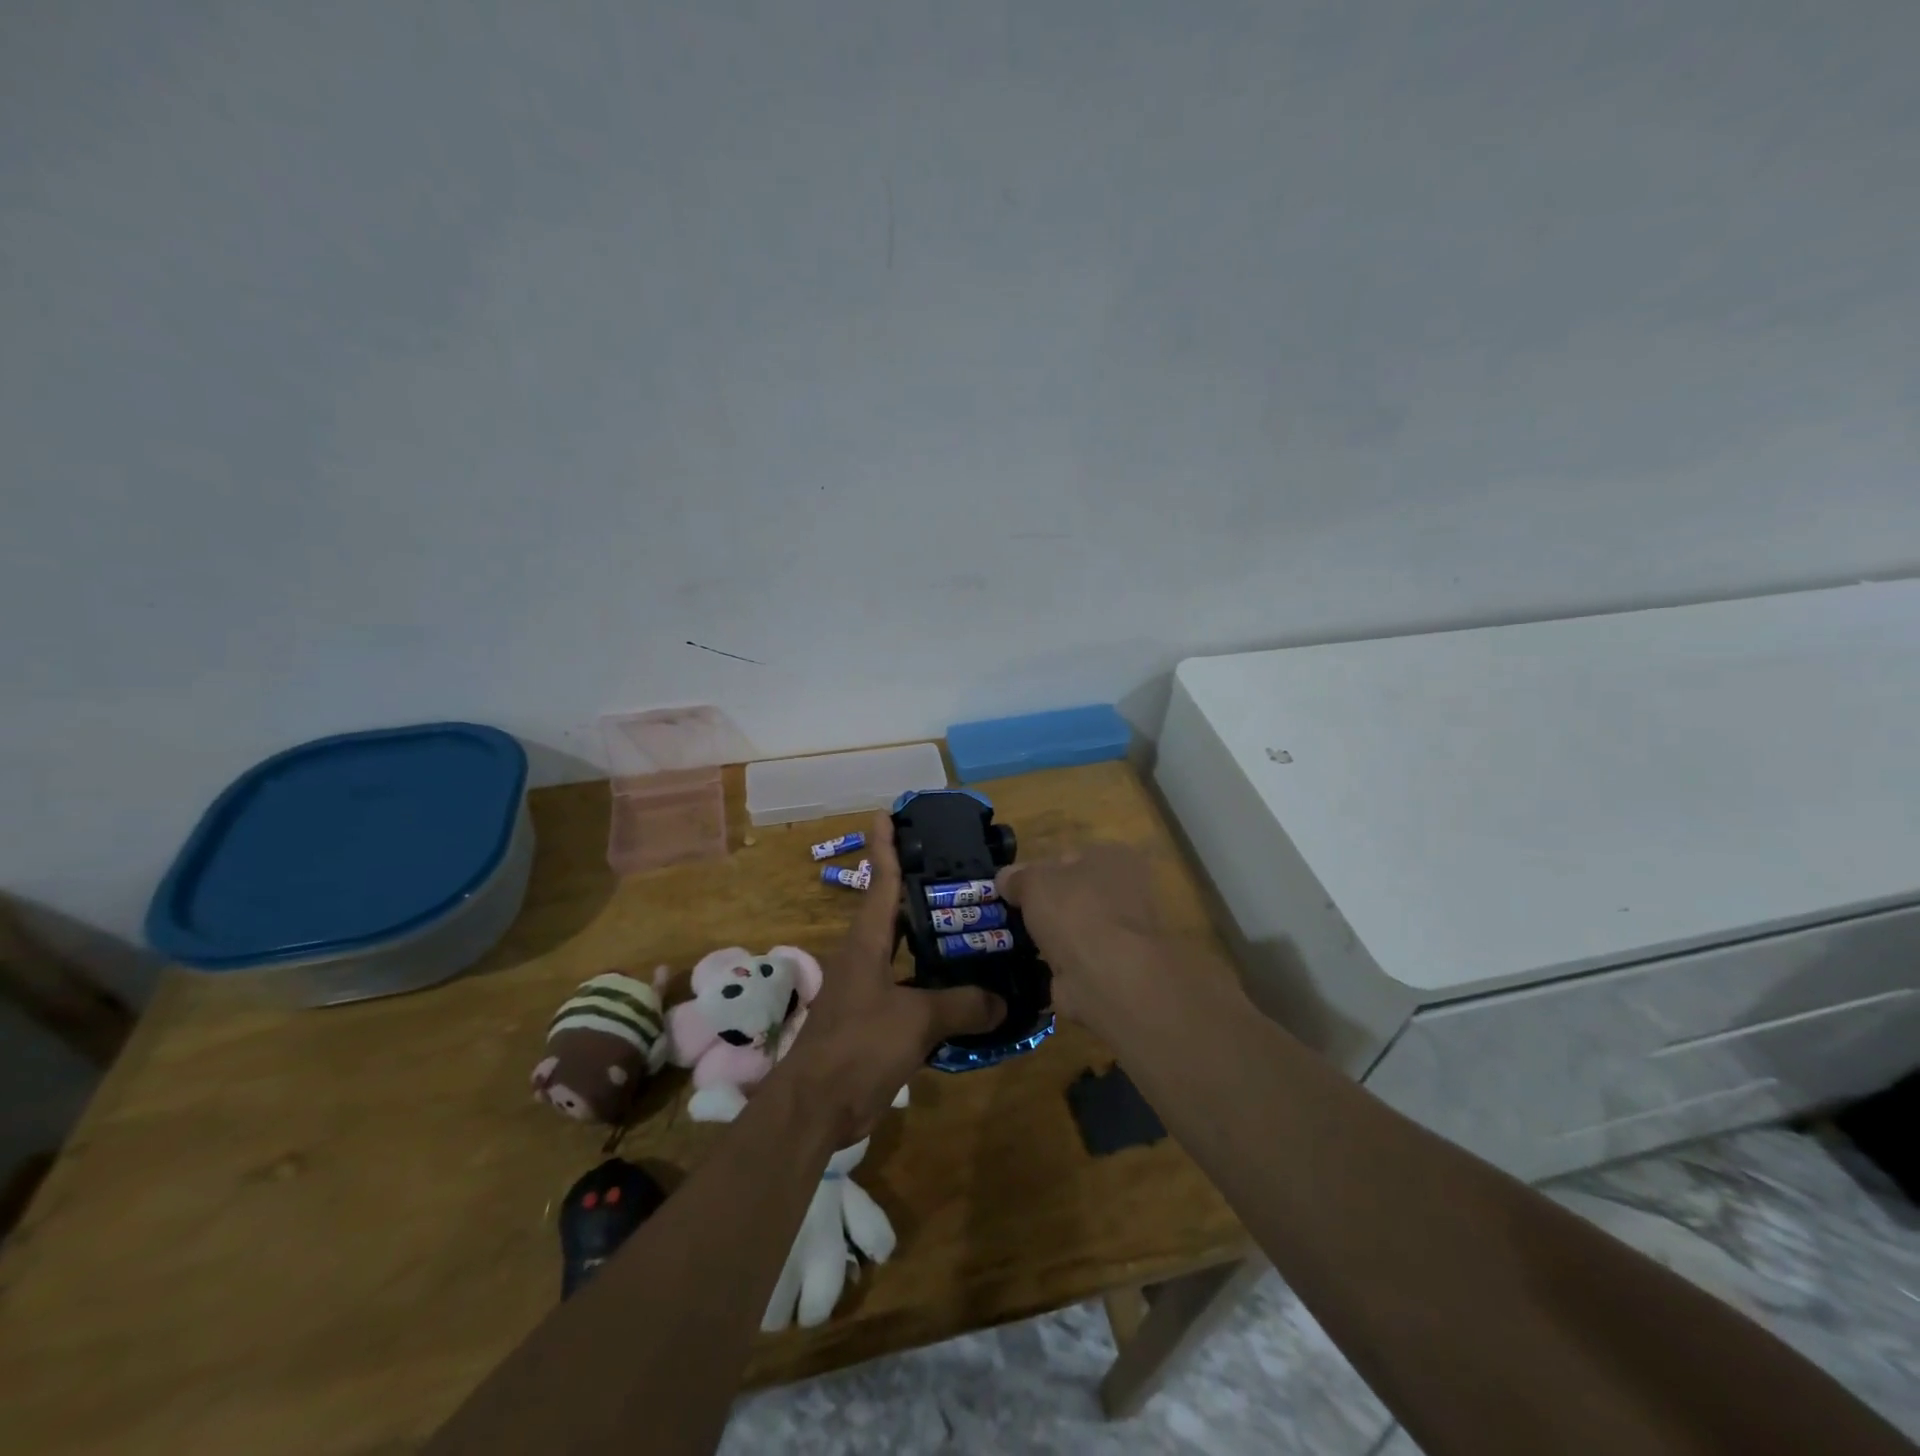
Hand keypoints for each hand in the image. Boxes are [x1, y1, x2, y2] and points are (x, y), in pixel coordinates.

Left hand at [781, 811, 1004, 1143]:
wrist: (816, 1107)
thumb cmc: (859, 1046)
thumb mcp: (916, 1020)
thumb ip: (962, 1006)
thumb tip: (1003, 1001)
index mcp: (868, 942)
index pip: (881, 882)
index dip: (885, 846)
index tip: (887, 813)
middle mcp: (866, 957)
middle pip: (896, 912)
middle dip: (922, 890)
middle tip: (963, 873)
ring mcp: (869, 989)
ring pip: (908, 953)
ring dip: (934, 941)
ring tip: (976, 927)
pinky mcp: (876, 1020)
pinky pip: (914, 991)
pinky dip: (937, 986)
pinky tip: (968, 991)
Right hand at [995, 844, 1163, 1025]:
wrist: (1106, 976)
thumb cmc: (1074, 911)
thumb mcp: (1033, 881)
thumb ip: (1016, 876)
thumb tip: (1005, 879)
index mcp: (1113, 858)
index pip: (1066, 858)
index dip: (1036, 871)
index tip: (1011, 889)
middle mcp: (1126, 890)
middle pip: (1071, 893)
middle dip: (1043, 906)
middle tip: (1009, 916)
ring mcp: (1122, 931)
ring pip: (1073, 926)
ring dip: (1049, 935)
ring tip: (1014, 942)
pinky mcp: (1115, 967)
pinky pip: (1076, 957)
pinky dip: (1057, 962)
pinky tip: (1033, 965)